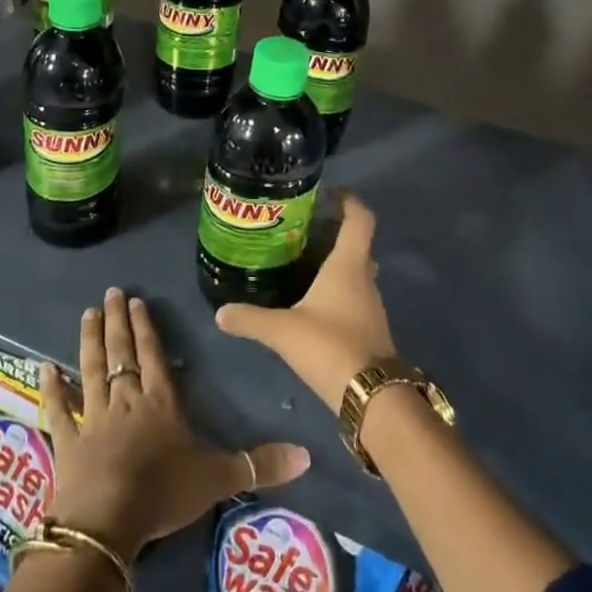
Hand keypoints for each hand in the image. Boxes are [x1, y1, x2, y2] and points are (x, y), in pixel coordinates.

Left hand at [40, 288, 309, 558]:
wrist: (108, 520)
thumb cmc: (163, 493)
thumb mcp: (217, 478)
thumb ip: (258, 464)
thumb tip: (308, 454)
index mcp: (160, 403)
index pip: (154, 356)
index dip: (146, 329)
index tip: (136, 301)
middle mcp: (126, 401)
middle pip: (121, 353)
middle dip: (118, 322)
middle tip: (110, 293)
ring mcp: (94, 417)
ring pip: (91, 369)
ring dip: (89, 340)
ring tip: (87, 313)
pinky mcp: (68, 439)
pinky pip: (59, 409)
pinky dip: (52, 389)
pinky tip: (44, 368)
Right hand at [215, 192, 396, 411]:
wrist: (372, 398)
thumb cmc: (330, 347)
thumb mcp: (282, 331)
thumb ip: (250, 319)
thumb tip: (219, 313)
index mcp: (348, 265)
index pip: (360, 219)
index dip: (349, 200)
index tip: (329, 192)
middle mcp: (365, 279)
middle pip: (357, 244)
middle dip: (334, 233)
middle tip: (303, 230)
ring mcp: (371, 306)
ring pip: (356, 272)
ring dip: (335, 263)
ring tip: (302, 263)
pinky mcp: (370, 329)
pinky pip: (354, 296)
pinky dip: (337, 290)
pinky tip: (313, 303)